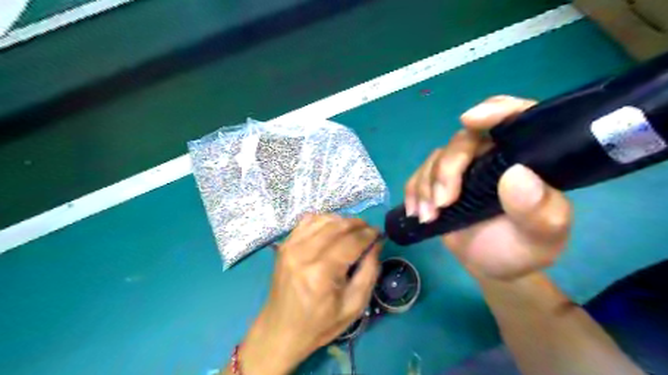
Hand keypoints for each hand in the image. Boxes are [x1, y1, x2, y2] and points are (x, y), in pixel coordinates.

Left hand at [236, 214, 379, 374]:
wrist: (281, 330)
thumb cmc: (320, 324)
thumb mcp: (354, 306)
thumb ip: (369, 272)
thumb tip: (376, 244)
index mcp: (322, 273)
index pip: (351, 241)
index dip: (368, 234)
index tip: (379, 233)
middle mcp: (304, 254)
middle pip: (338, 226)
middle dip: (358, 224)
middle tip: (369, 230)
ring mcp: (291, 246)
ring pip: (323, 219)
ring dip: (343, 220)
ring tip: (353, 229)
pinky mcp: (285, 245)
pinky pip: (308, 220)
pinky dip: (324, 220)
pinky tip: (332, 229)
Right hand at [402, 97, 573, 280]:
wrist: (491, 265)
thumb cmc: (522, 249)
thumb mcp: (541, 236)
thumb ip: (538, 210)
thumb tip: (517, 174)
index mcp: (524, 158)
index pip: (515, 118)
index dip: (494, 110)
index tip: (470, 120)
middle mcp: (492, 155)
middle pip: (462, 141)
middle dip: (447, 170)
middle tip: (443, 203)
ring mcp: (463, 168)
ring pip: (436, 158)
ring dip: (426, 187)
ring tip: (429, 218)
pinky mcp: (439, 182)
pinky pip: (418, 174)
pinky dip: (413, 191)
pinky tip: (416, 212)